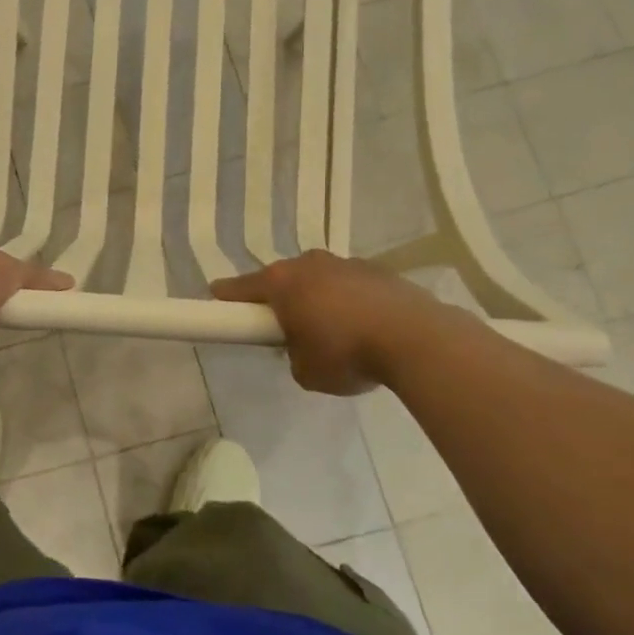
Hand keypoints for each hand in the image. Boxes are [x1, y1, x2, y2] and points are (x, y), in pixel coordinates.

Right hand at [211, 250, 456, 394]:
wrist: (417, 340)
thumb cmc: (347, 354)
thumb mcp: (305, 371)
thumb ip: (292, 355)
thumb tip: (303, 348)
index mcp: (282, 283)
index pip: (240, 287)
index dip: (226, 297)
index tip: (216, 302)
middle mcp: (309, 264)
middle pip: (281, 279)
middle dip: (278, 299)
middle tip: (282, 327)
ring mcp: (346, 263)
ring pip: (318, 279)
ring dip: (317, 299)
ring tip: (331, 331)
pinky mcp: (379, 271)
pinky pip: (350, 286)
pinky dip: (348, 302)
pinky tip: (362, 327)